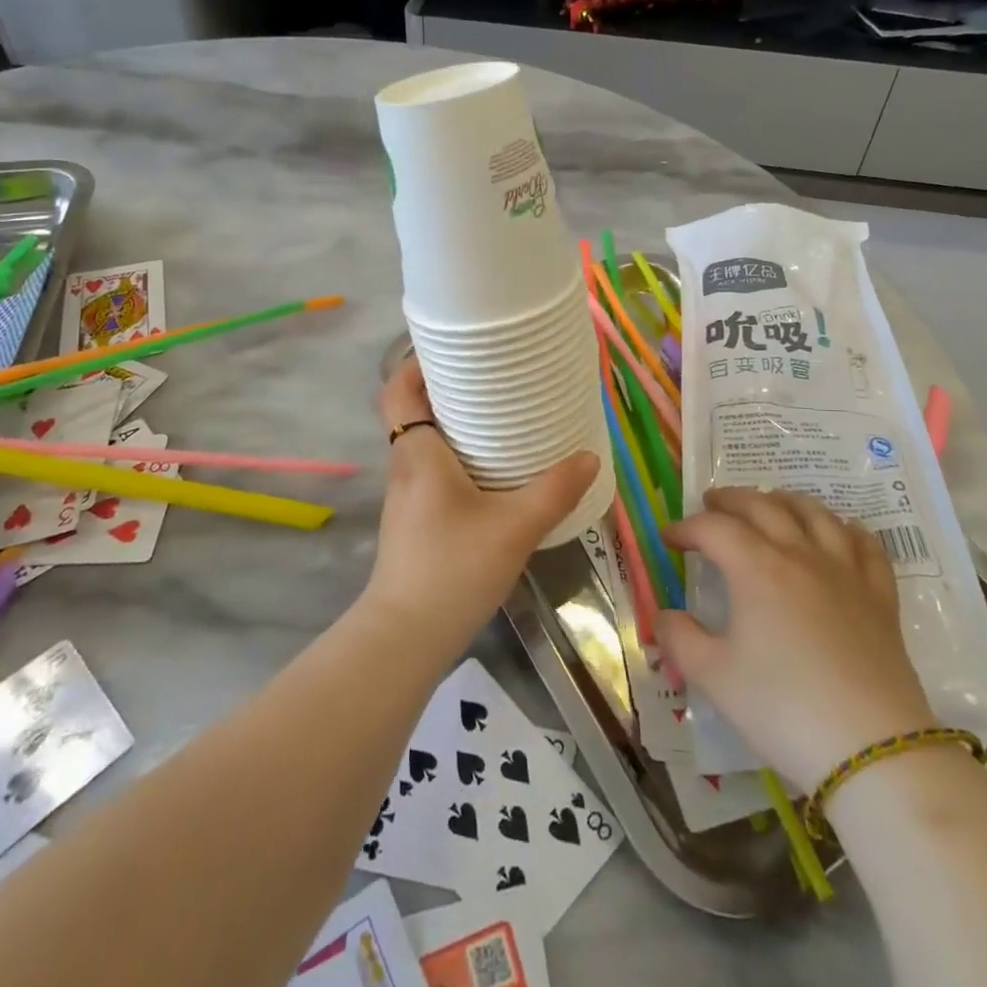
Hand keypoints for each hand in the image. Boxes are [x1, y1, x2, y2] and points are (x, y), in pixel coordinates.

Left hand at [362, 359, 598, 658]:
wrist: (406, 637)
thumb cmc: (453, 569)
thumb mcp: (514, 527)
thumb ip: (553, 490)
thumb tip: (589, 457)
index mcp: (417, 453)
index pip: (397, 390)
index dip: (414, 363)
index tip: (451, 350)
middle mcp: (405, 467)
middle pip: (412, 411)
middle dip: (445, 389)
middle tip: (490, 378)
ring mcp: (406, 497)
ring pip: (422, 443)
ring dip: (450, 424)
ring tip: (497, 416)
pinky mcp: (414, 522)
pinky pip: (431, 471)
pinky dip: (454, 458)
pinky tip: (491, 472)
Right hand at [655, 487, 936, 793]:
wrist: (873, 750)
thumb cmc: (783, 708)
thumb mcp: (714, 677)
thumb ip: (680, 639)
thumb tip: (662, 615)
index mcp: (757, 568)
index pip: (713, 528)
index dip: (686, 527)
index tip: (668, 538)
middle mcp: (801, 555)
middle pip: (762, 506)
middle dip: (731, 500)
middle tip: (711, 503)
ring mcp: (845, 572)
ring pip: (815, 514)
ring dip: (786, 500)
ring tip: (770, 503)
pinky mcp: (880, 597)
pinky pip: (866, 546)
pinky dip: (848, 529)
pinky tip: (841, 531)